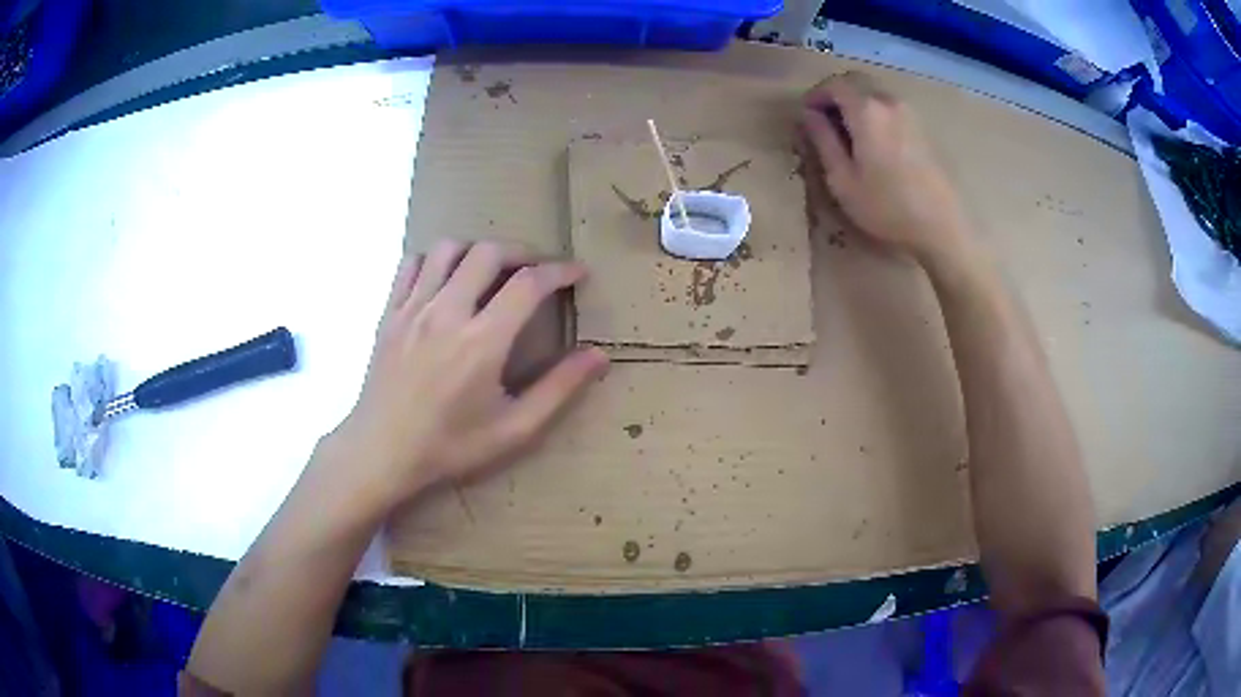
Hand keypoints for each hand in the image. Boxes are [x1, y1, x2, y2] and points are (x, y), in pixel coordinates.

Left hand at [331, 240, 608, 510]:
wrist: (381, 452)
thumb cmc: (450, 446)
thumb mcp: (514, 429)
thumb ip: (558, 388)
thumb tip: (598, 355)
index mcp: (482, 341)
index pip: (528, 283)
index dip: (560, 271)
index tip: (577, 273)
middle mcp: (447, 312)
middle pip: (488, 252)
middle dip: (521, 252)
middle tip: (535, 272)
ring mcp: (412, 308)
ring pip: (447, 249)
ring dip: (477, 250)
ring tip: (490, 271)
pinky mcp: (389, 313)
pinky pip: (411, 264)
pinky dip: (434, 260)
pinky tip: (444, 281)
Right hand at [799, 73, 972, 265]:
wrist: (941, 226)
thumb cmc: (887, 207)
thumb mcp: (843, 179)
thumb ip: (822, 140)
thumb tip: (809, 115)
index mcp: (866, 110)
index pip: (834, 84)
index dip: (815, 95)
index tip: (806, 116)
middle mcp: (889, 101)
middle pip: (856, 81)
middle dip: (835, 94)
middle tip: (823, 120)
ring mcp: (909, 112)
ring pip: (874, 91)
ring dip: (856, 102)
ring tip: (847, 132)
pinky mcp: (922, 126)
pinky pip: (890, 105)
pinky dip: (874, 111)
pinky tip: (872, 140)